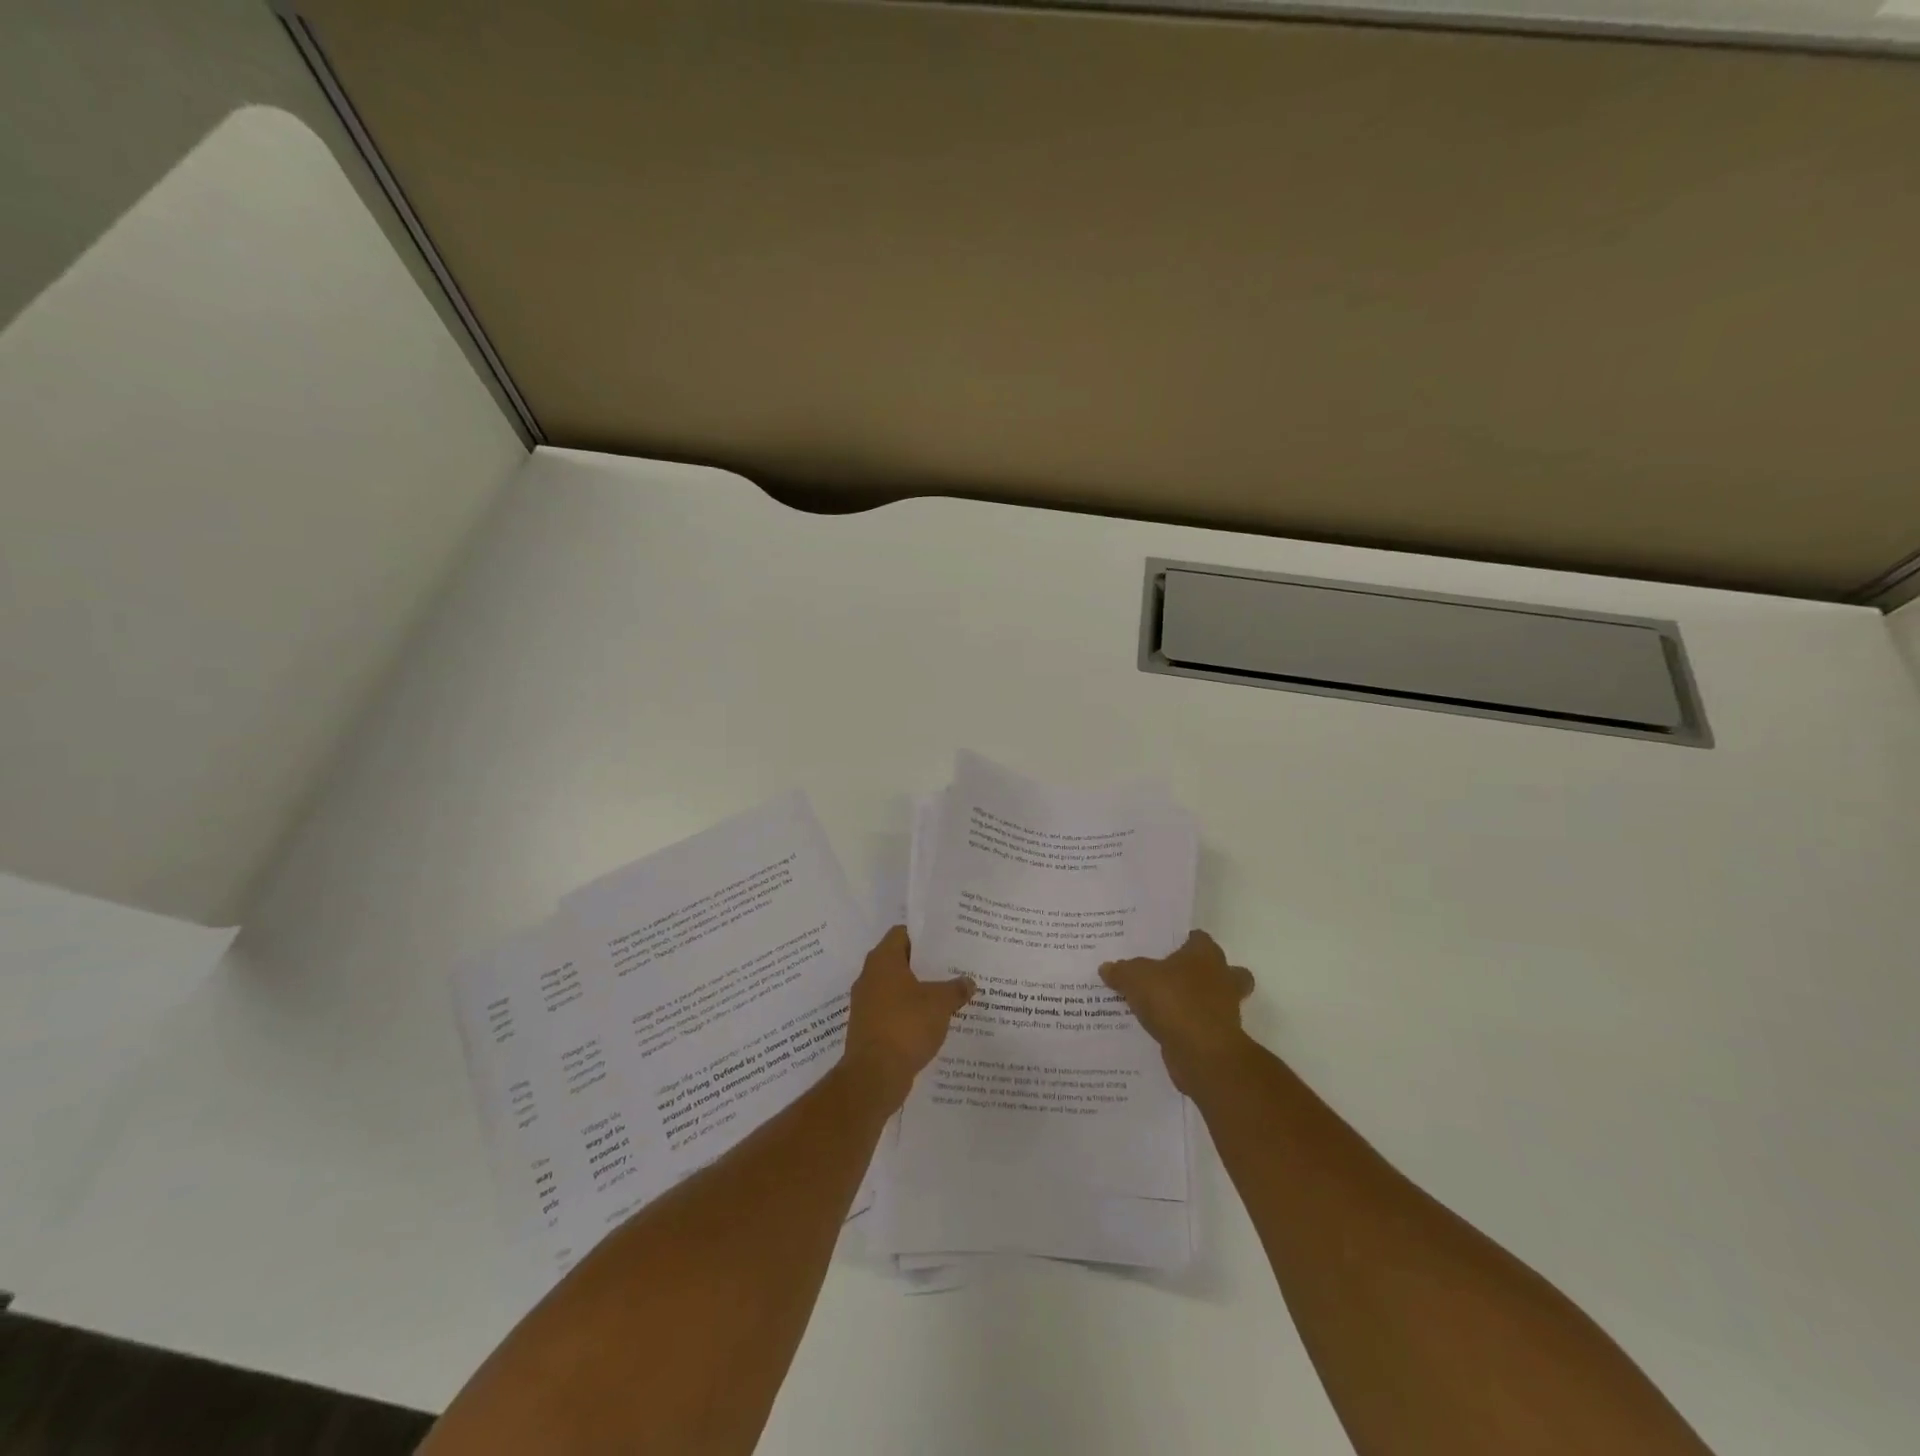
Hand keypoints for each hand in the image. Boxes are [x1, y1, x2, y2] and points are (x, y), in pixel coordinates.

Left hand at [840, 926, 973, 1109]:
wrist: (874, 1075)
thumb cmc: (906, 1025)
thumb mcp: (940, 1003)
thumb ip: (956, 989)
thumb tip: (968, 982)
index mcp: (883, 960)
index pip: (902, 933)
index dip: (924, 935)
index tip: (946, 942)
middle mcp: (869, 976)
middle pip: (900, 961)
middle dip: (925, 965)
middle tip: (953, 967)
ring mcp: (866, 1004)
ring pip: (897, 988)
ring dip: (918, 991)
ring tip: (947, 994)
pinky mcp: (868, 1028)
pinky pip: (893, 1011)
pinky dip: (910, 1013)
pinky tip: (932, 1022)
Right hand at [1101, 930, 1255, 1094]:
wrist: (1202, 1053)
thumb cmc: (1174, 1000)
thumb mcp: (1135, 978)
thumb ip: (1122, 971)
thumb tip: (1107, 968)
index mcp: (1206, 954)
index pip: (1198, 938)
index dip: (1182, 940)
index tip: (1162, 947)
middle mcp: (1223, 978)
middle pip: (1221, 969)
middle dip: (1203, 973)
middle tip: (1171, 977)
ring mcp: (1226, 1010)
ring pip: (1215, 1000)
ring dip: (1196, 1003)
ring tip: (1163, 1007)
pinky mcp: (1220, 1038)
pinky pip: (1202, 1027)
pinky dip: (1188, 1028)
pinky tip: (1163, 1031)